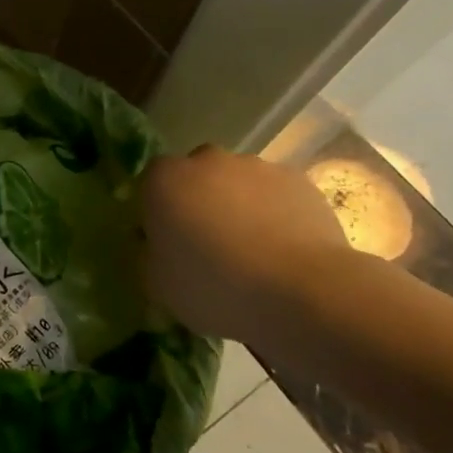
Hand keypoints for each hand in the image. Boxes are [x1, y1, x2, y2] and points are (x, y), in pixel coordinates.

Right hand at [141, 146, 349, 342]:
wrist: (302, 291)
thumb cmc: (215, 286)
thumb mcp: (158, 284)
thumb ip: (150, 256)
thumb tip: (156, 247)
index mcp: (164, 179)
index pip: (150, 184)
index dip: (158, 212)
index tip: (168, 244)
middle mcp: (207, 161)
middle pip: (196, 176)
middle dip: (200, 202)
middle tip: (209, 245)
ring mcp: (257, 167)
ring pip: (239, 184)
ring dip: (240, 207)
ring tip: (253, 253)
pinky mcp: (299, 181)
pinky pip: (277, 196)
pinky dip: (276, 214)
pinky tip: (284, 252)